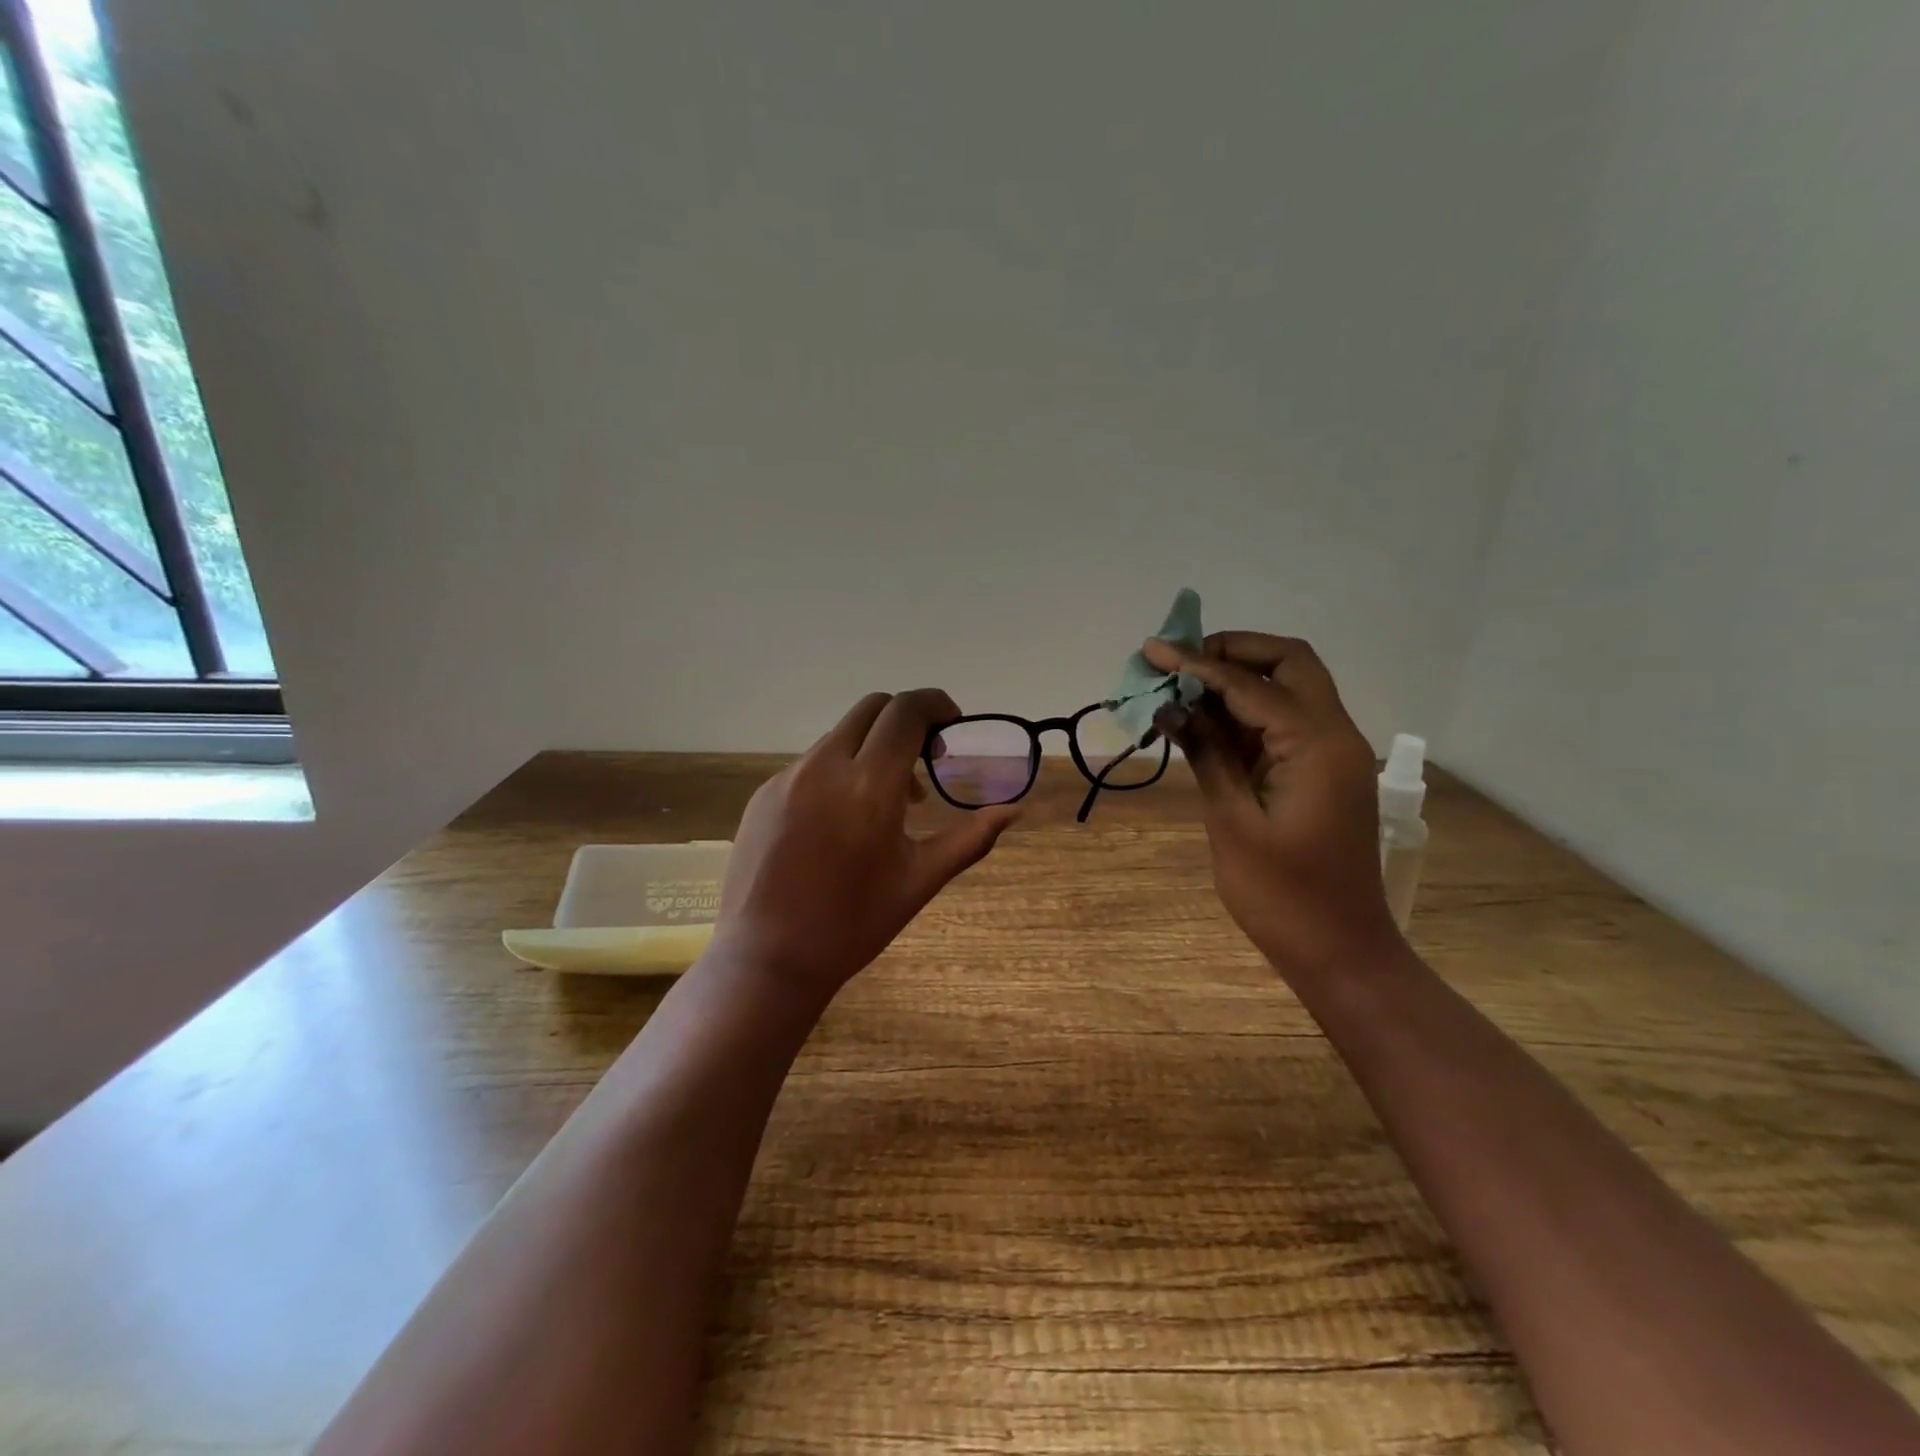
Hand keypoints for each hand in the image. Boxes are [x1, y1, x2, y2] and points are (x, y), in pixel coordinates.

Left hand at [714, 689, 1019, 1003]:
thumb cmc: (853, 924)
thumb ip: (970, 838)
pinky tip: (841, 821)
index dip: (936, 704)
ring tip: (886, 802)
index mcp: (869, 787)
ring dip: (872, 748)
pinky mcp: (763, 794)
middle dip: (905, 719)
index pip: (906, 712)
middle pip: (872, 708)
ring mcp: (787, 778)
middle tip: (925, 759)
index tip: (952, 724)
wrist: (767, 959)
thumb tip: (1014, 811)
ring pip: (840, 736)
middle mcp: (824, 768)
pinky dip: (839, 771)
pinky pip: (811, 763)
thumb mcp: (920, 881)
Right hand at [1143, 632, 1399, 979]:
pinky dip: (1243, 715)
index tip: (1153, 651)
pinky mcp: (1319, 774)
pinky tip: (1199, 723)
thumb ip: (1206, 754)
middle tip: (1180, 663)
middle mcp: (1333, 736)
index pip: (1251, 684)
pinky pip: (1281, 725)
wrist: (1340, 952)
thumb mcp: (1233, 822)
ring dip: (1235, 682)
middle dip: (1232, 653)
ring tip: (1178, 688)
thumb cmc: (1283, 896)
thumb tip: (1170, 706)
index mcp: (1317, 745)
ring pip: (1286, 690)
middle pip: (1288, 664)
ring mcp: (1330, 755)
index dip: (1198, 664)